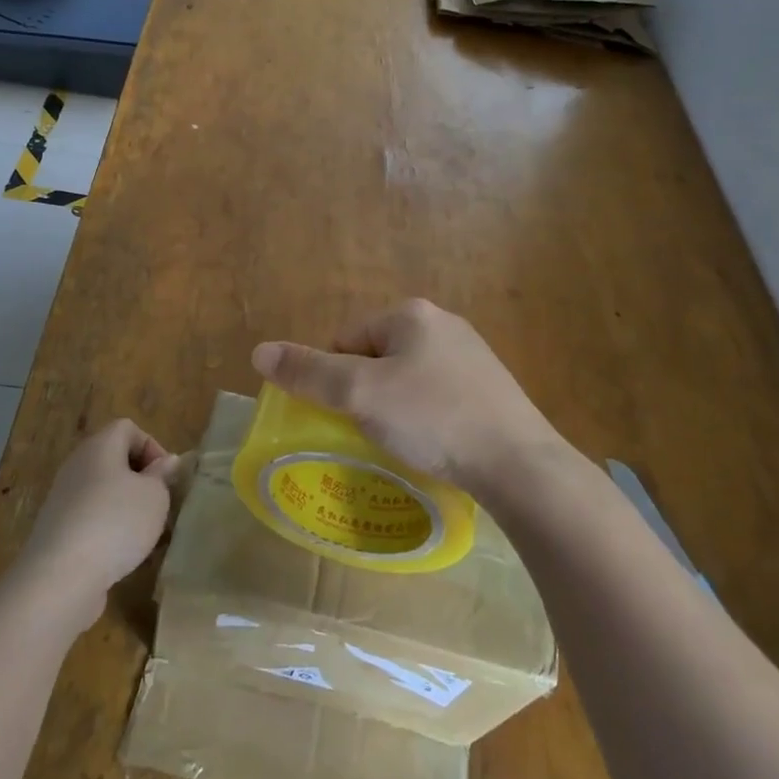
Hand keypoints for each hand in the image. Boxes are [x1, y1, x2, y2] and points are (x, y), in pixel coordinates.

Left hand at [13, 420, 183, 635]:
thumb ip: (162, 475)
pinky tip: (120, 555)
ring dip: (125, 508)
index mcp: (99, 446)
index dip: (151, 446)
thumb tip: (165, 462)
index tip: (165, 477)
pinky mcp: (56, 531)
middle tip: (158, 504)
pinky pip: (89, 519)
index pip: (127, 428)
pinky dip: (107, 530)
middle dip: (140, 480)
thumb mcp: (155, 496)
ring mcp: (62, 499)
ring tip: (144, 533)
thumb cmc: (116, 523)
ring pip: (102, 492)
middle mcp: (76, 466)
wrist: (60, 578)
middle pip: (113, 459)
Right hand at [251, 299, 565, 496]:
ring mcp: (472, 355)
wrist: (519, 464)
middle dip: (365, 393)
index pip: (345, 339)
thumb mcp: (360, 394)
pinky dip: (426, 418)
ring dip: (394, 407)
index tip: (345, 417)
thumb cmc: (433, 418)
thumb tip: (259, 351)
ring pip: (407, 379)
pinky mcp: (490, 388)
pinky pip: (438, 397)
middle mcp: (443, 324)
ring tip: (401, 443)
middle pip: (376, 357)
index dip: (334, 379)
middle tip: (369, 432)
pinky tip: (433, 445)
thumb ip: (309, 372)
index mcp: (411, 314)